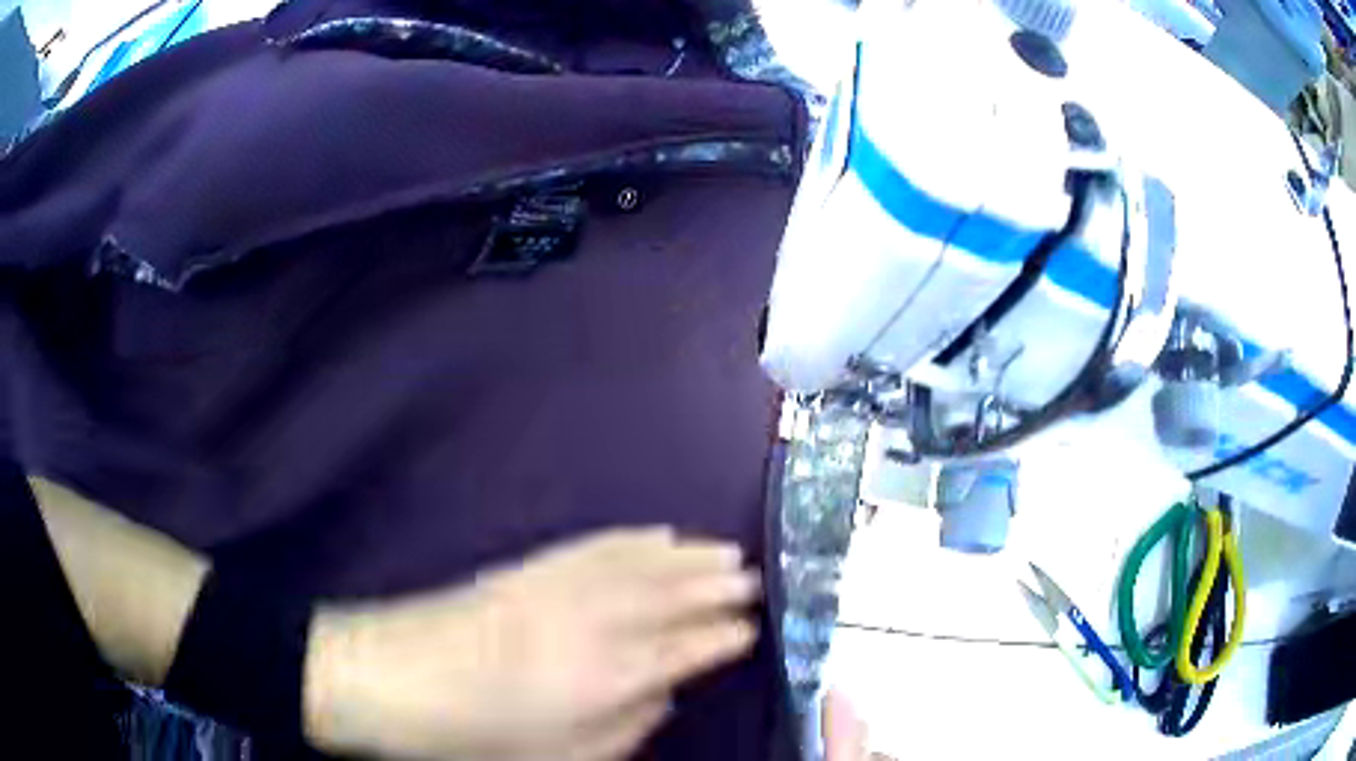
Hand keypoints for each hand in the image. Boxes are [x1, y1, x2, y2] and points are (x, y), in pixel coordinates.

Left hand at [304, 527, 761, 760]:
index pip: (688, 648)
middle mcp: (597, 622)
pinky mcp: (533, 565)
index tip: (751, 627)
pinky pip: (598, 545)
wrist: (395, 676)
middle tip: (754, 577)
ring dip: (689, 555)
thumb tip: (664, 694)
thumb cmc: (480, 734)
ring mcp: (563, 586)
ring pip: (644, 563)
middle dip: (720, 585)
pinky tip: (656, 534)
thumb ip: (627, 727)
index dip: (724, 636)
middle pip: (674, 596)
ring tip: (726, 549)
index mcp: (610, 676)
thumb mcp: (564, 756)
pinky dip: (635, 538)